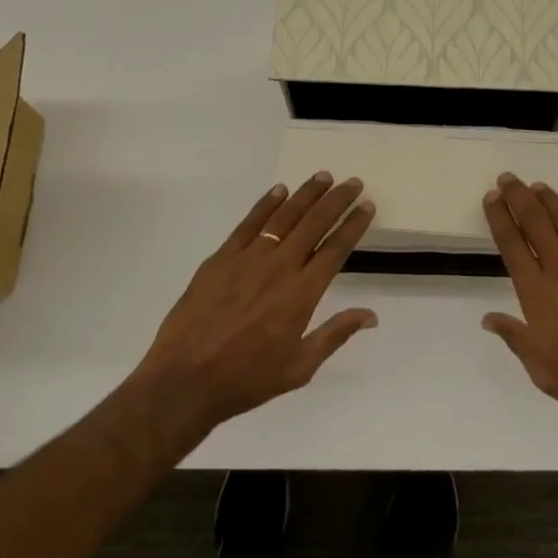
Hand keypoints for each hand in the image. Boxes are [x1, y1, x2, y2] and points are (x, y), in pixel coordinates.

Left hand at [134, 173, 377, 436]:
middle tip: (353, 182)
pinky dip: (265, 204)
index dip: (354, 225)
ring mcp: (247, 259)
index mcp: (302, 294)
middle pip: (314, 224)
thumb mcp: (300, 366)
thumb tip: (372, 315)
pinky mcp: (220, 259)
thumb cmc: (248, 378)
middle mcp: (279, 267)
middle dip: (336, 200)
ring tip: (322, 177)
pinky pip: (248, 224)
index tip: (367, 206)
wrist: (185, 381)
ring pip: (283, 217)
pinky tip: (279, 191)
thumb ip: (336, 334)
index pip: (336, 249)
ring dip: (306, 194)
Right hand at [482, 175, 557, 470]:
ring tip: (538, 186)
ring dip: (550, 202)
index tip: (491, 198)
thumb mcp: (539, 367)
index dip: (500, 219)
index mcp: (537, 294)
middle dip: (520, 198)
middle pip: (537, 224)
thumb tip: (490, 318)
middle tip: (509, 178)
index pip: (512, 245)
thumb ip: (515, 337)